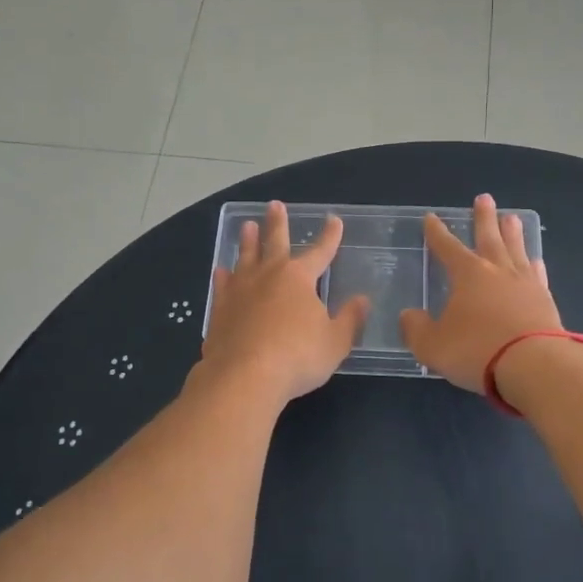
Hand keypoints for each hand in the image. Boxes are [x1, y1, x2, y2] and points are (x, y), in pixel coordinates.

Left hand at [199, 201, 369, 405]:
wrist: (244, 376)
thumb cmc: (297, 357)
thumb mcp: (335, 342)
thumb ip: (349, 320)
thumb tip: (362, 300)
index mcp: (299, 278)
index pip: (320, 251)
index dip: (329, 236)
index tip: (334, 220)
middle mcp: (268, 275)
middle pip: (274, 242)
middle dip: (277, 223)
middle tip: (275, 205)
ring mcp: (240, 290)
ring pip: (244, 257)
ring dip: (247, 241)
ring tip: (246, 226)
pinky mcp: (220, 309)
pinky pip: (222, 285)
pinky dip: (223, 276)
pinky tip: (221, 270)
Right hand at [399, 194, 563, 392]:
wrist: (535, 366)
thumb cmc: (477, 351)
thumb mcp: (432, 345)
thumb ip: (416, 329)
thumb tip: (409, 316)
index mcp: (467, 274)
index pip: (447, 247)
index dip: (437, 233)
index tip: (431, 218)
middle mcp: (497, 271)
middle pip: (489, 237)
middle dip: (483, 218)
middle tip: (484, 198)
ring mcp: (525, 284)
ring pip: (516, 250)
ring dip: (512, 233)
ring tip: (512, 218)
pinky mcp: (546, 302)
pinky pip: (538, 276)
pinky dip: (534, 266)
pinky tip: (535, 261)